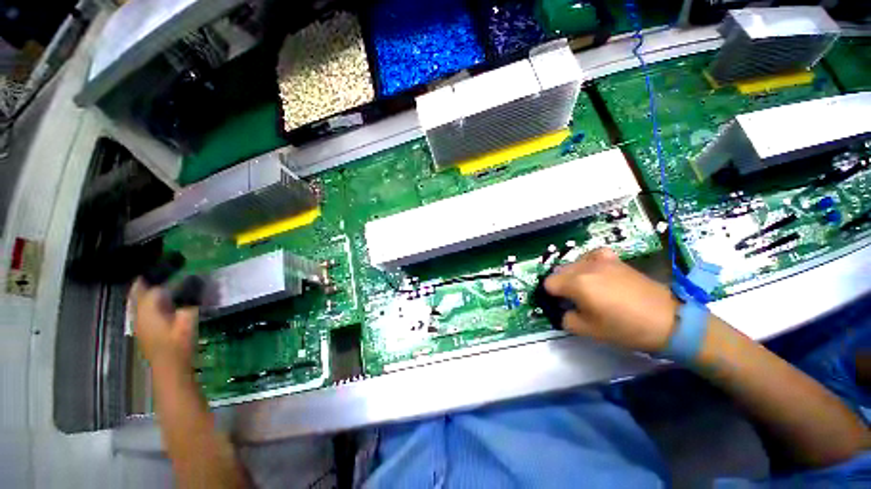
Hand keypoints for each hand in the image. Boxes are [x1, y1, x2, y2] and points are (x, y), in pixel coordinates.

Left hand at [130, 279, 198, 372]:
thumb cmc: (179, 344)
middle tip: (160, 270)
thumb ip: (189, 300)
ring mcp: (139, 324)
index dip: (156, 275)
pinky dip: (148, 301)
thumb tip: (196, 281)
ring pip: (137, 302)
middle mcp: (138, 315)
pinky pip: (142, 310)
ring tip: (161, 282)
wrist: (170, 369)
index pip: (147, 287)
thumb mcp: (188, 320)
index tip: (168, 264)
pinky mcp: (144, 331)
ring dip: (146, 291)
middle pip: (137, 294)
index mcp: (147, 311)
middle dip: (146, 281)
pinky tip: (160, 301)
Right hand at [544, 248, 678, 352]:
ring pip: (573, 264)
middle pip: (559, 272)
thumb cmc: (626, 328)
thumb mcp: (589, 331)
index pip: (548, 283)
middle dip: (561, 285)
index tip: (562, 305)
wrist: (667, 321)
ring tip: (586, 289)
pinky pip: (592, 255)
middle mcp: (585, 267)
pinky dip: (588, 263)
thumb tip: (563, 310)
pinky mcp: (615, 259)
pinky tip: (596, 272)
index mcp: (577, 284)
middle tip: (574, 301)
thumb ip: (566, 318)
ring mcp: (601, 260)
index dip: (551, 296)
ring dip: (573, 275)